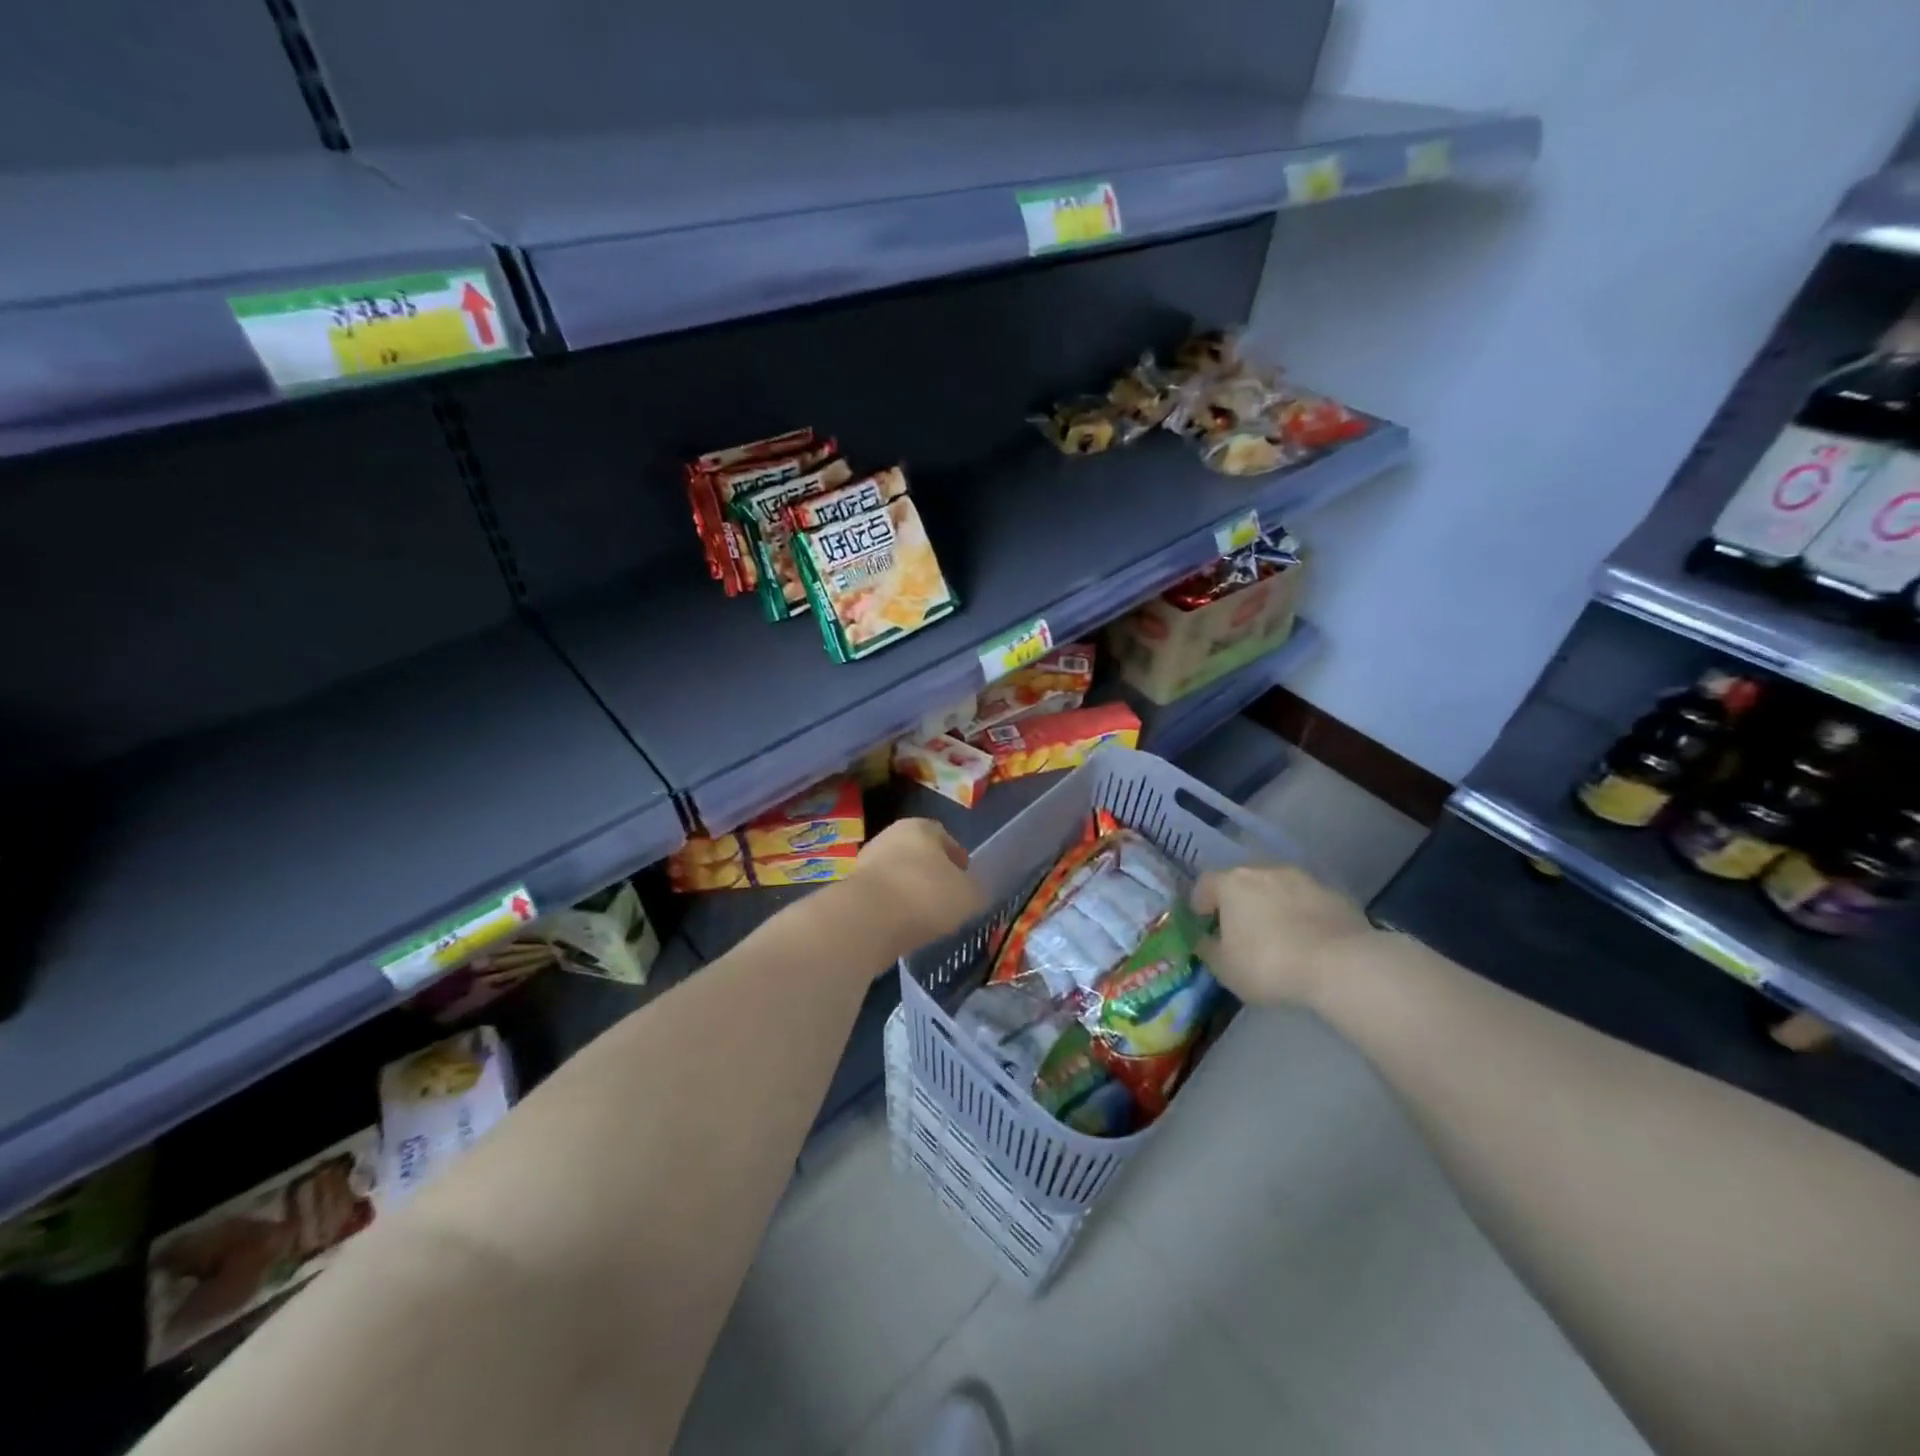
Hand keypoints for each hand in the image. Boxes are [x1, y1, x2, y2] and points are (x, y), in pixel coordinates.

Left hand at [852, 818, 986, 952]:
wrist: (868, 919)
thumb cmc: (926, 895)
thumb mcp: (969, 895)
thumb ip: (974, 890)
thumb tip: (971, 892)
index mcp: (920, 827)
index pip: (944, 836)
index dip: (956, 857)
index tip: (965, 878)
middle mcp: (890, 836)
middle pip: (917, 854)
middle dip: (931, 873)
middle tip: (946, 897)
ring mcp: (866, 862)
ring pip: (897, 875)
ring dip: (910, 891)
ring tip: (926, 917)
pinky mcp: (852, 890)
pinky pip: (882, 897)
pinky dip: (893, 909)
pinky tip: (903, 926)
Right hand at [1191, 863, 1373, 1009]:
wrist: (1341, 965)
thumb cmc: (1268, 964)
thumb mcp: (1224, 968)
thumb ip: (1207, 949)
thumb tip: (1203, 939)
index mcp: (1231, 883)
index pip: (1204, 884)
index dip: (1200, 904)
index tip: (1205, 925)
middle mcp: (1264, 870)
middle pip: (1241, 881)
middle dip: (1238, 902)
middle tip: (1241, 931)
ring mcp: (1302, 878)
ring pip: (1276, 887)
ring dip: (1272, 905)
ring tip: (1279, 936)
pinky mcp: (1333, 893)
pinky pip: (1306, 901)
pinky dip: (1302, 914)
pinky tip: (1308, 940)